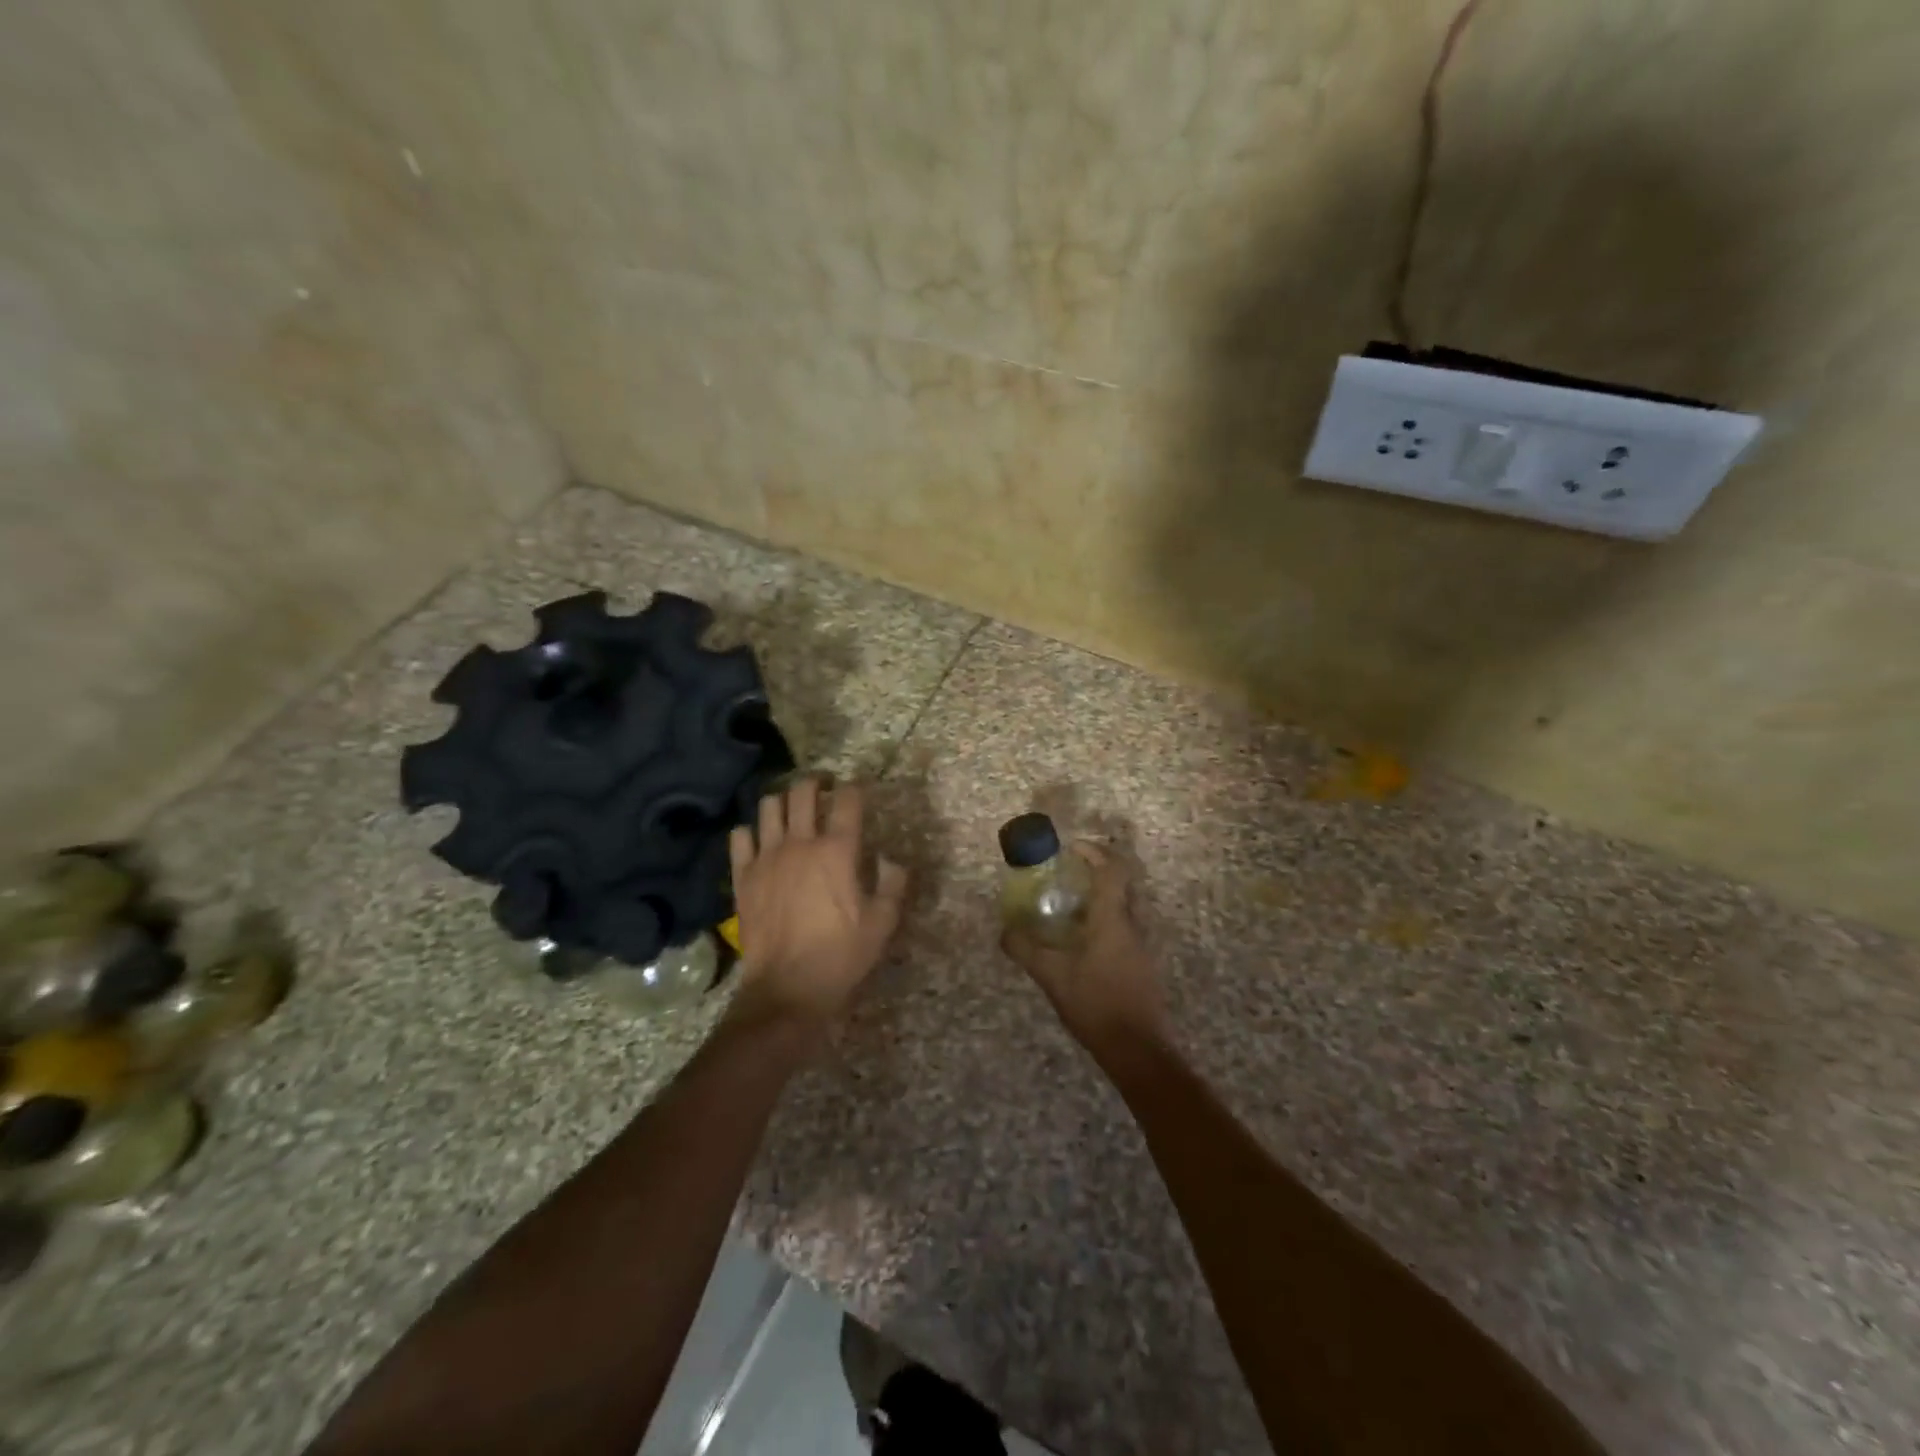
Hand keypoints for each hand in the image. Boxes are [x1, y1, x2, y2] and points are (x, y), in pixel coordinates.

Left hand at [727, 778, 906, 1029]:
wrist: (787, 989)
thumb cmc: (841, 956)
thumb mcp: (882, 924)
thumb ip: (892, 884)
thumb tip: (891, 860)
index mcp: (838, 851)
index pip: (847, 801)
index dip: (854, 788)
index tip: (856, 789)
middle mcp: (800, 843)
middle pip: (803, 792)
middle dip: (815, 783)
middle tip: (823, 788)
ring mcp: (767, 857)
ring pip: (769, 806)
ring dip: (782, 801)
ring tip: (790, 810)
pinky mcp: (742, 876)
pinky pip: (739, 837)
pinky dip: (750, 831)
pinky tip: (759, 840)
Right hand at [1000, 841, 1166, 1053]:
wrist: (1137, 1049)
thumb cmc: (1096, 1004)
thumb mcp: (1052, 976)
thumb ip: (1026, 950)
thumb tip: (1004, 931)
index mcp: (1113, 919)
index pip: (1112, 870)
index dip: (1094, 852)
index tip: (1071, 849)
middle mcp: (1132, 925)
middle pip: (1120, 884)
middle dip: (1096, 873)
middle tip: (1067, 875)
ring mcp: (1141, 945)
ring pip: (1122, 907)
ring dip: (1099, 899)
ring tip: (1068, 907)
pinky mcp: (1141, 964)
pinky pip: (1123, 928)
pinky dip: (1103, 921)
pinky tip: (1081, 941)